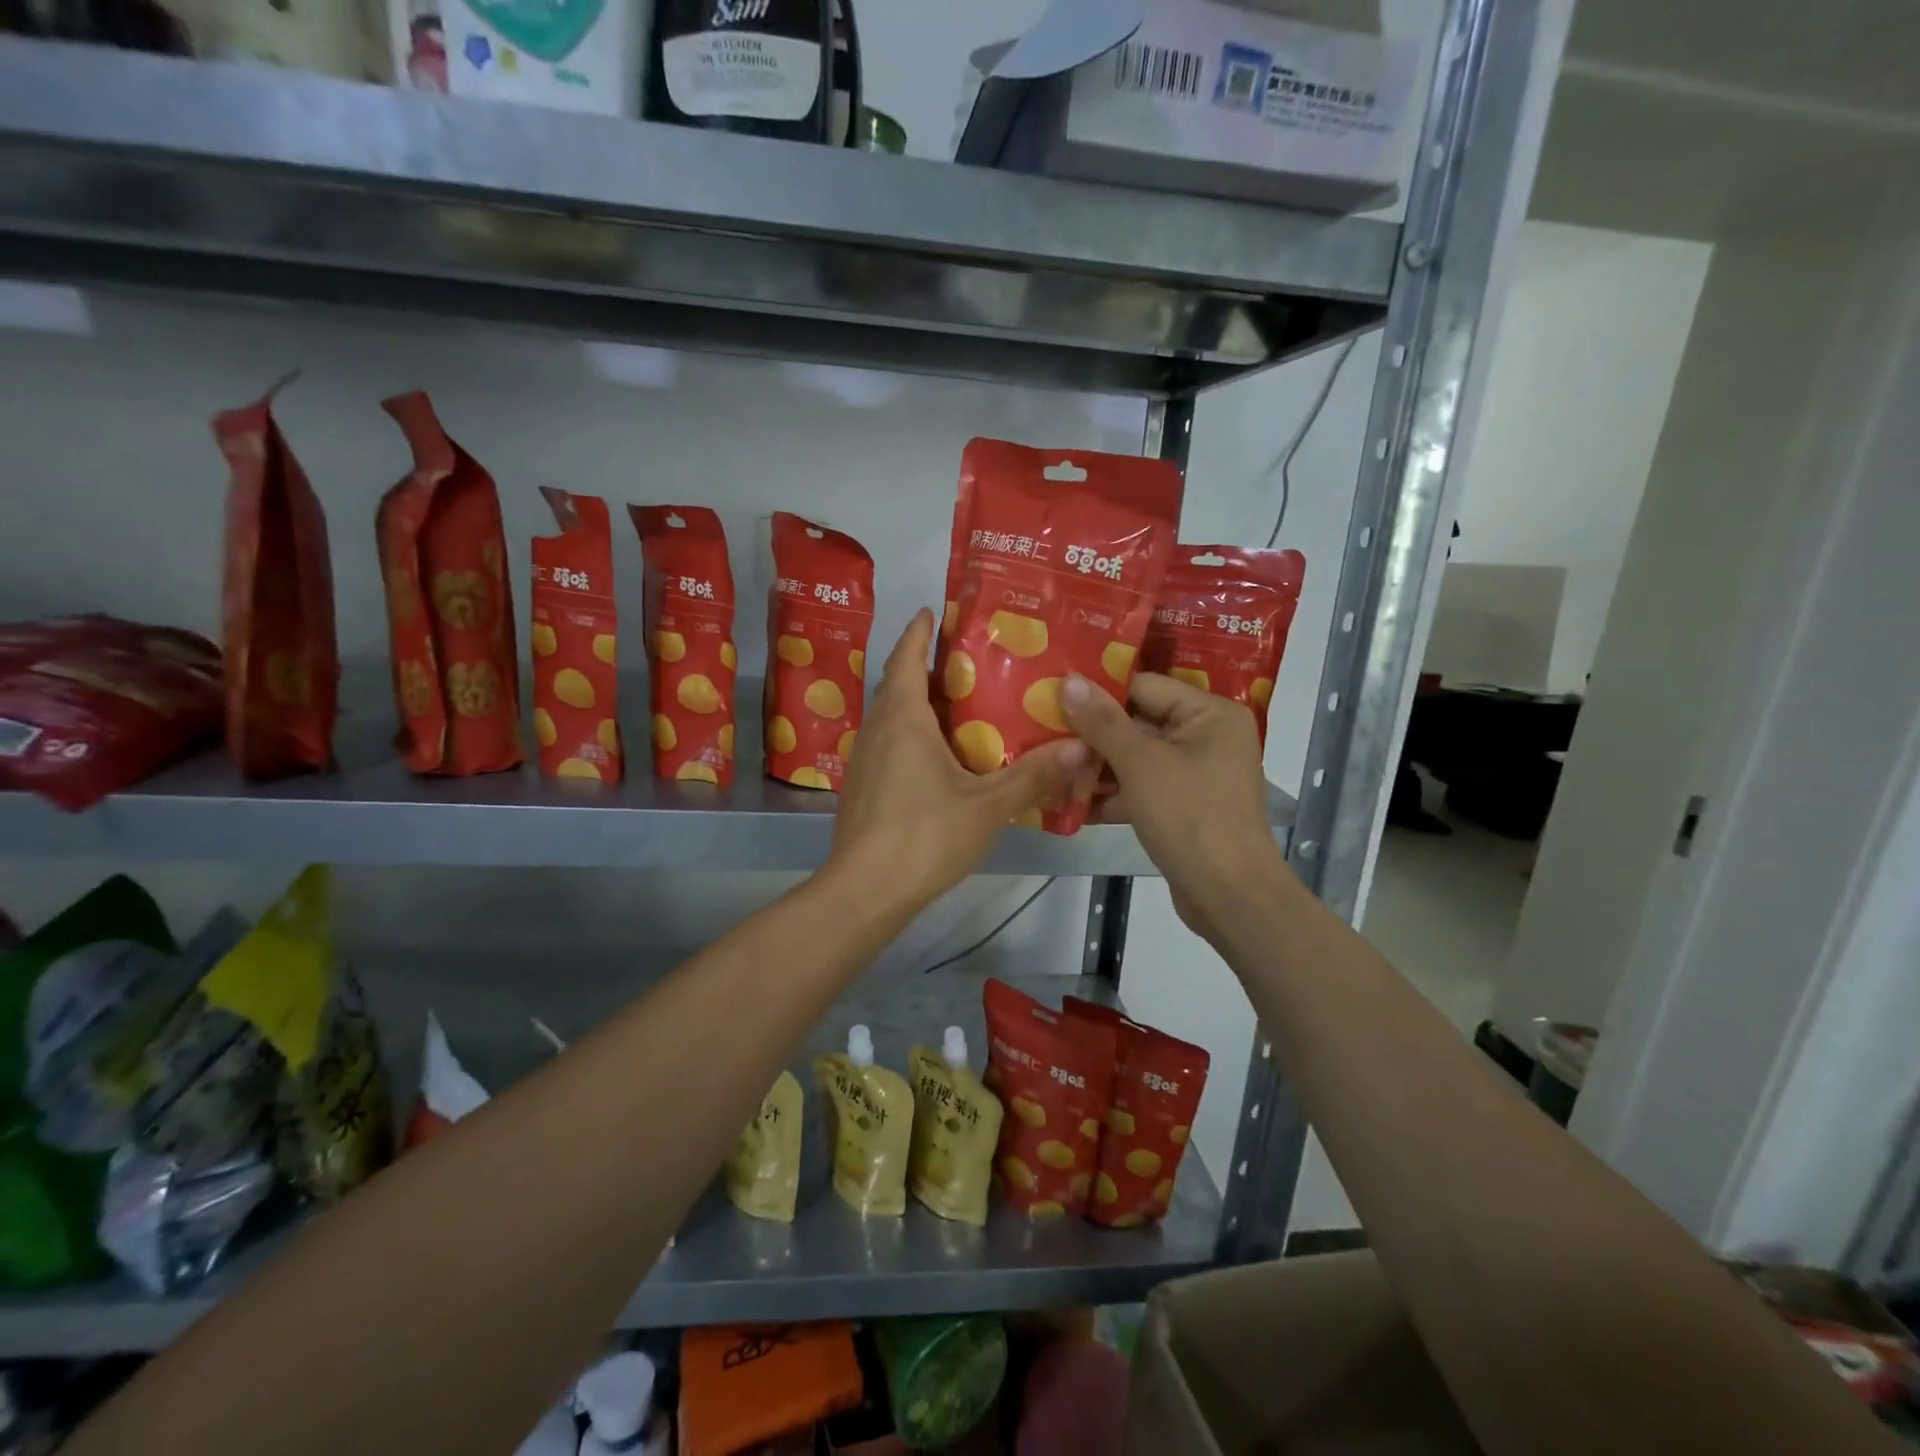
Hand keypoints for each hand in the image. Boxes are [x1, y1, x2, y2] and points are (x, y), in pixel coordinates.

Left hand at [829, 610, 1088, 915]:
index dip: (917, 633)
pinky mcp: (861, 789)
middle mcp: (877, 731)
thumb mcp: (987, 806)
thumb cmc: (924, 836)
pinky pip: (885, 745)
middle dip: (920, 665)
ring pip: (888, 717)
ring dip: (912, 702)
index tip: (930, 612)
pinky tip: (933, 757)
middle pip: (895, 685)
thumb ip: (1034, 776)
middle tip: (960, 658)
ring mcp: (863, 761)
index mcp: (904, 720)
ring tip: (952, 703)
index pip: (906, 659)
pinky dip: (907, 735)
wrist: (864, 891)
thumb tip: (1082, 747)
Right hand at [1060, 672, 1290, 941]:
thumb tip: (1069, 679)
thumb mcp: (1140, 764)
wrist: (1229, 896)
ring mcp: (1196, 773)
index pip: (1143, 686)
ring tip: (1048, 768)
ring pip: (1136, 758)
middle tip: (1042, 734)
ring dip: (1096, 767)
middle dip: (1092, 735)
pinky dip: (1112, 794)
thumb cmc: (1189, 817)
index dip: (1098, 693)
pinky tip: (1070, 802)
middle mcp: (1207, 736)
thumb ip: (1102, 721)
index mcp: (1209, 713)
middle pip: (1138, 722)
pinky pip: (1142, 788)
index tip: (1052, 698)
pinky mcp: (1184, 806)